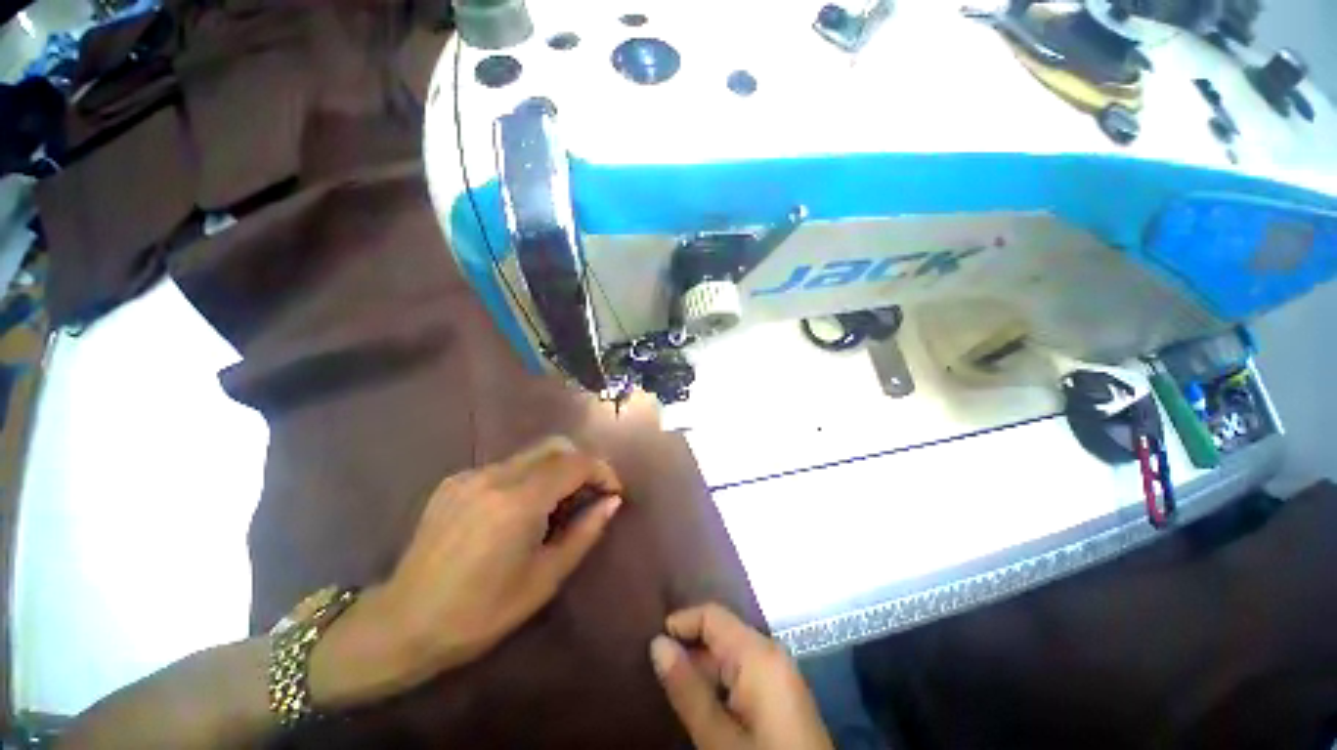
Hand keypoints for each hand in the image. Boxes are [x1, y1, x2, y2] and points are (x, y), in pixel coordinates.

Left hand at [311, 436, 623, 707]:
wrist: (402, 624)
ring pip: (531, 453)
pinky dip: (529, 476)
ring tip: (559, 502)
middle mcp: (495, 476)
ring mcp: (471, 475)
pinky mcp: (455, 480)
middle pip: (556, 446)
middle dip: (582, 462)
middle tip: (591, 492)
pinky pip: (506, 466)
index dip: (602, 471)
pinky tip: (521, 508)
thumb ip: (585, 532)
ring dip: (556, 469)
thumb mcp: (544, 579)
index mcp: (519, 502)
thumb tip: (612, 502)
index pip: (576, 463)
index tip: (612, 492)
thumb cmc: (481, 612)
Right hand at [651, 604, 833, 749]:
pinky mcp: (781, 694)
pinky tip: (703, 705)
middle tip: (655, 674)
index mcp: (758, 653)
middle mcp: (771, 652)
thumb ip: (687, 689)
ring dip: (703, 670)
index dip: (680, 623)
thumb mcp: (719, 738)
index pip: (712, 615)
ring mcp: (779, 673)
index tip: (651, 645)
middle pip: (721, 634)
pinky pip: (743, 673)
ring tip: (673, 690)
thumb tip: (657, 643)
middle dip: (689, 650)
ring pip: (731, 655)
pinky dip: (720, 684)